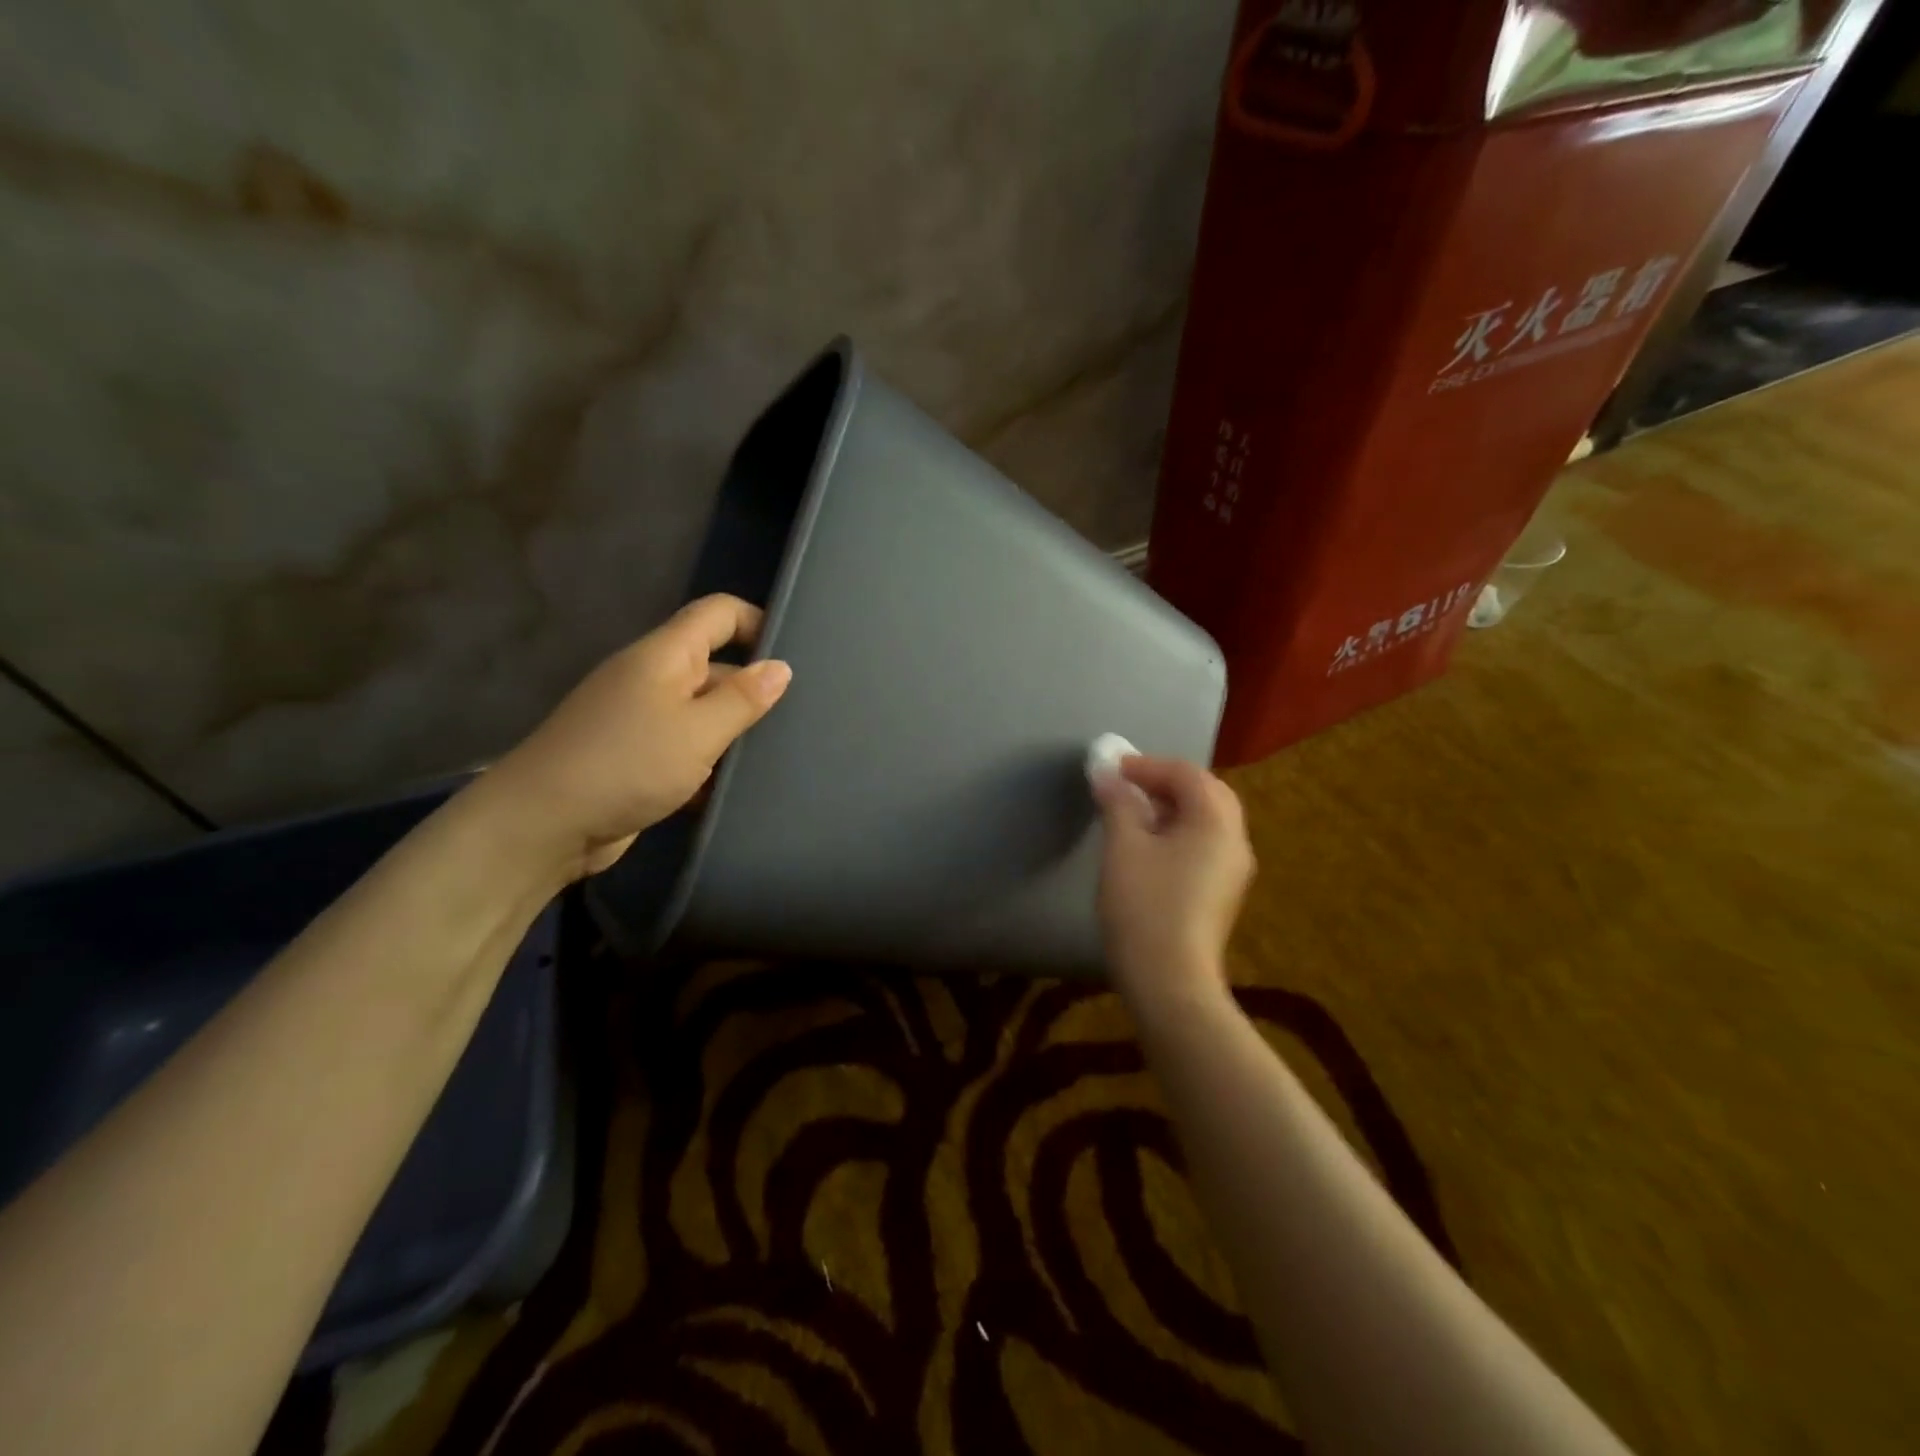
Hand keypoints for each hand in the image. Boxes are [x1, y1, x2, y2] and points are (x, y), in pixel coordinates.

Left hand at [484, 595, 792, 882]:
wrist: (543, 826)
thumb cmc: (626, 765)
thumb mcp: (697, 730)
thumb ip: (743, 699)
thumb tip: (781, 667)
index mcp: (665, 656)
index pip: (717, 614)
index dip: (757, 621)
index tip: (796, 654)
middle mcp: (654, 679)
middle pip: (716, 666)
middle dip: (754, 689)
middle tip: (802, 718)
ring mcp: (642, 721)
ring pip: (703, 714)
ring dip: (734, 733)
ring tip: (781, 755)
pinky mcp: (637, 760)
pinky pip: (686, 750)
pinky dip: (710, 765)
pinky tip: (738, 789)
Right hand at [1093, 755, 1254, 996]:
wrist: (1170, 981)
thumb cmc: (1145, 906)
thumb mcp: (1123, 846)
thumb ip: (1117, 802)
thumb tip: (1106, 773)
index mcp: (1216, 821)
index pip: (1186, 774)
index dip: (1146, 765)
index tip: (1110, 769)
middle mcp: (1235, 839)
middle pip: (1205, 793)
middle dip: (1165, 782)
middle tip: (1126, 785)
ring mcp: (1233, 870)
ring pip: (1206, 820)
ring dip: (1171, 807)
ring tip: (1132, 812)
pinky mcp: (1222, 893)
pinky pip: (1204, 845)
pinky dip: (1178, 831)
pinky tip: (1148, 846)